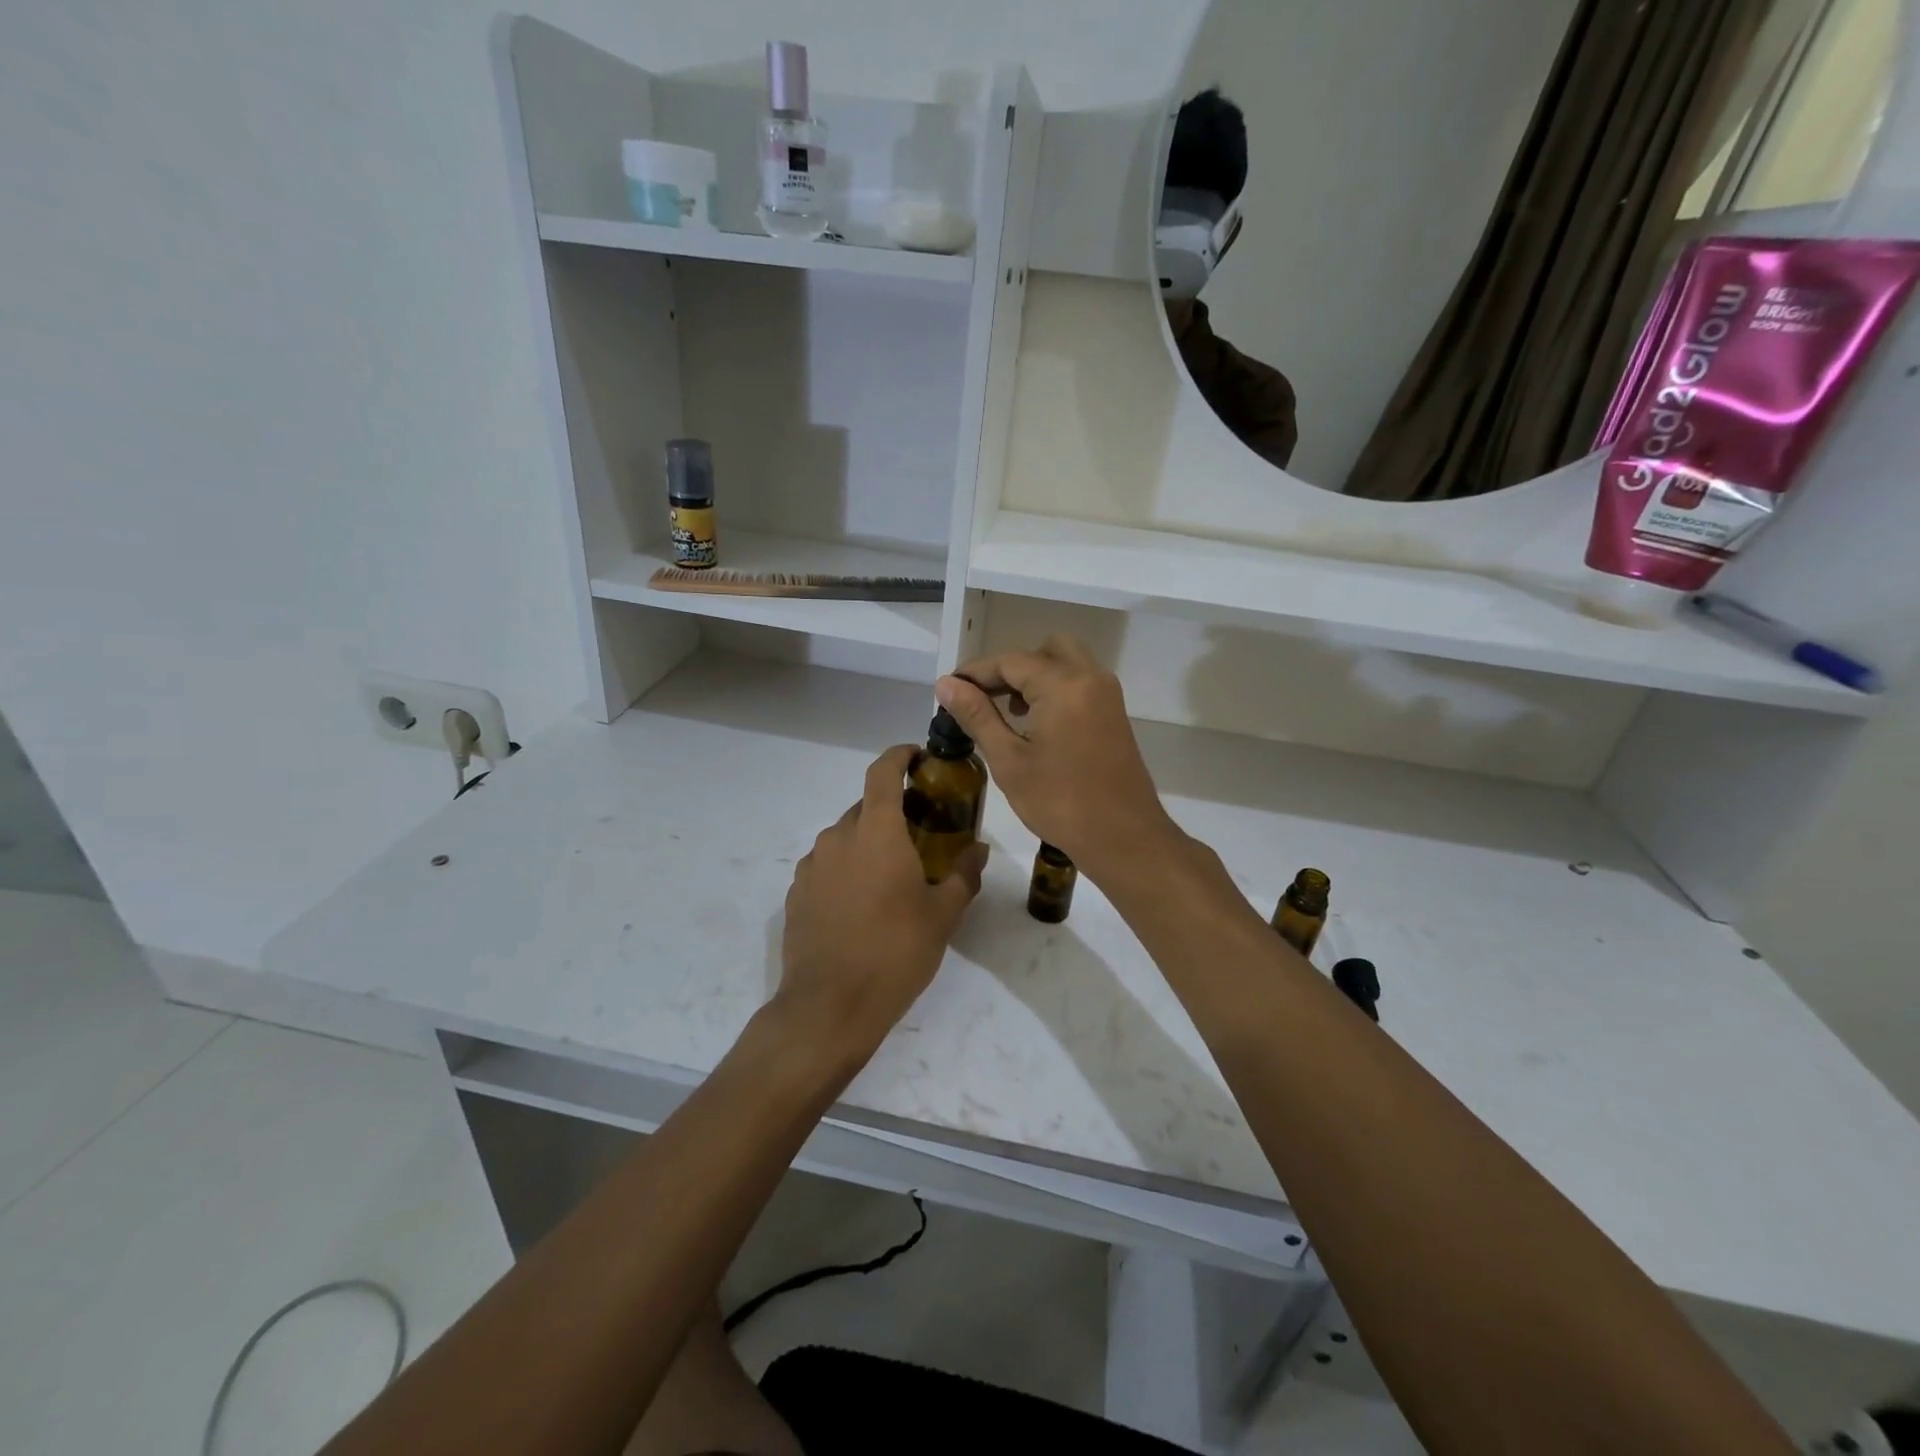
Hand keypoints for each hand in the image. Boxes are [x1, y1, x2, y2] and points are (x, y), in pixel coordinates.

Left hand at [775, 745, 987, 1065]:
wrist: (829, 1007)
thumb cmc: (894, 953)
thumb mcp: (942, 915)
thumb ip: (963, 875)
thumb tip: (978, 850)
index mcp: (876, 832)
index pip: (883, 772)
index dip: (900, 756)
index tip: (919, 756)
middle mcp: (838, 837)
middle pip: (866, 806)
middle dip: (892, 811)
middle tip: (920, 834)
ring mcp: (812, 865)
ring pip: (845, 837)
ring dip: (869, 843)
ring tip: (892, 875)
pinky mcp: (796, 892)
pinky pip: (827, 865)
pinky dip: (847, 869)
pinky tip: (862, 903)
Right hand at [936, 636, 1180, 877]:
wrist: (1124, 839)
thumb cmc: (1061, 803)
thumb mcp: (1010, 761)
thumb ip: (977, 716)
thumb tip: (947, 685)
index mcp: (1064, 685)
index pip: (1011, 661)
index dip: (975, 672)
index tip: (949, 689)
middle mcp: (1090, 678)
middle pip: (1043, 651)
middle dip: (1009, 668)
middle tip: (982, 697)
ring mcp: (1107, 695)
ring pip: (1065, 662)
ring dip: (1033, 676)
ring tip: (1006, 710)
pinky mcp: (1114, 714)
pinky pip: (1080, 682)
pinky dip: (1054, 688)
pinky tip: (1034, 722)